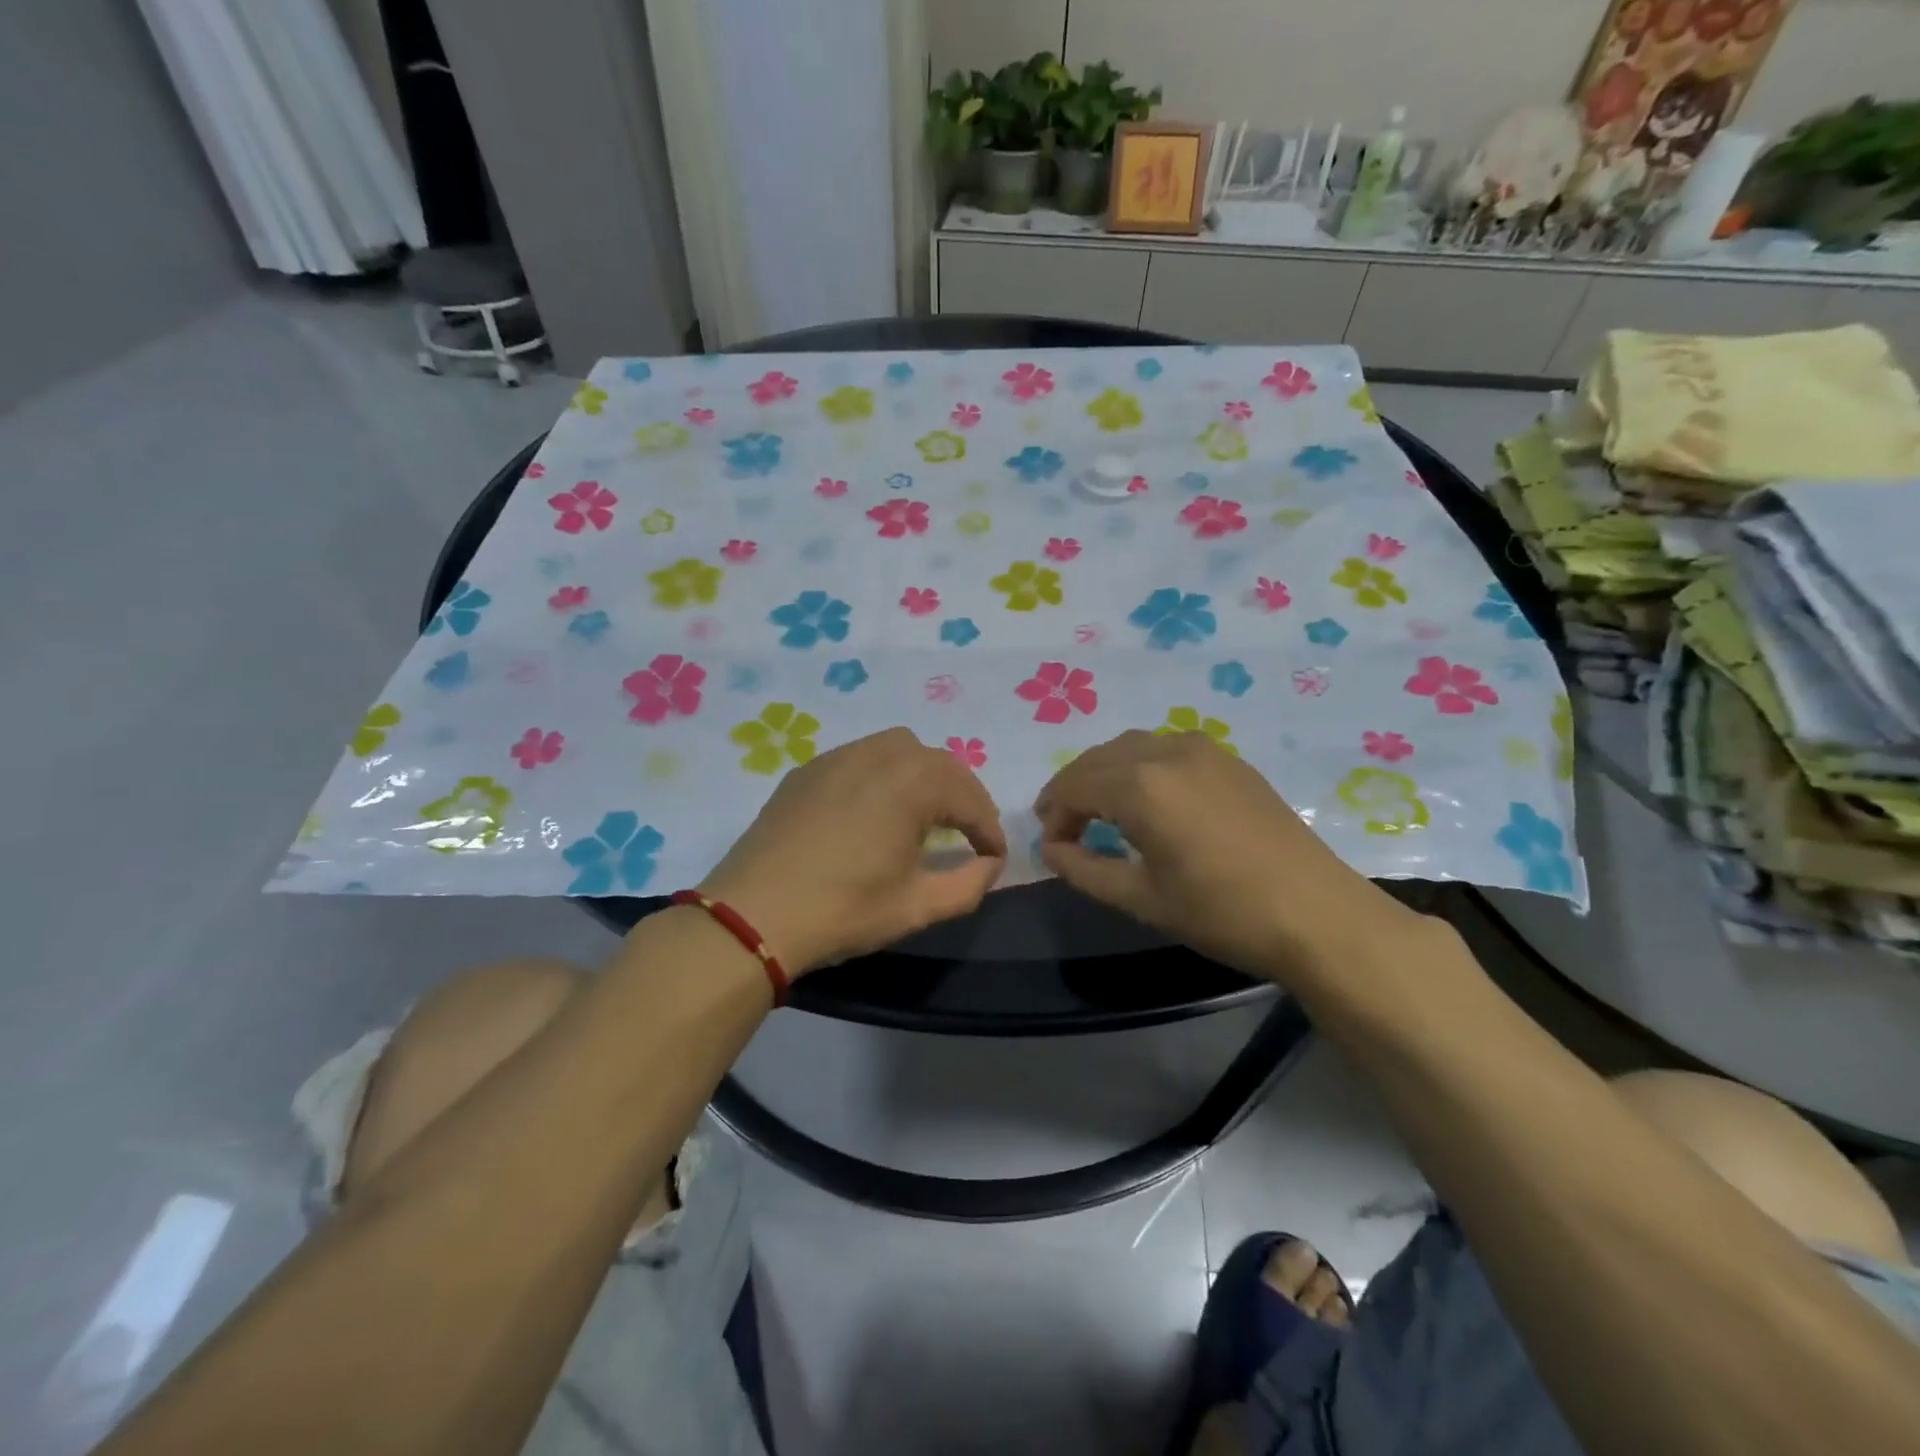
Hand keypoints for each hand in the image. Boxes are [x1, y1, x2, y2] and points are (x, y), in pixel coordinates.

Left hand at [700, 729, 1006, 974]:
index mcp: (912, 783)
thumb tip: (989, 865)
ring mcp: (837, 757)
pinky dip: (883, 774)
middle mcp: (879, 755)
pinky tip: (874, 809)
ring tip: (923, 814)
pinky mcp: (807, 770)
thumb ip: (968, 884)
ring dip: (923, 776)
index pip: (968, 797)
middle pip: (938, 763)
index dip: (989, 828)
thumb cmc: (843, 910)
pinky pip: (860, 757)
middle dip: (962, 796)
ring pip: (898, 749)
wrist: (753, 915)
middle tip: (968, 833)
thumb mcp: (917, 907)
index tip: (994, 857)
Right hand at [1035, 730, 1420, 983]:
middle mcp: (1167, 752)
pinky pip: (1166, 748)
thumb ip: (1084, 870)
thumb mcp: (1141, 899)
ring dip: (1105, 773)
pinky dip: (1140, 766)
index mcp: (1141, 785)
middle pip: (1098, 759)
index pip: (1074, 786)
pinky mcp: (1230, 759)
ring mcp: (1204, 749)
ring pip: (1132, 747)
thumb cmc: (1222, 913)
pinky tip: (1148, 800)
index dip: (1053, 814)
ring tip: (1100, 812)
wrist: (1318, 915)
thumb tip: (1051, 849)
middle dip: (1073, 789)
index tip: (1051, 847)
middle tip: (1064, 829)